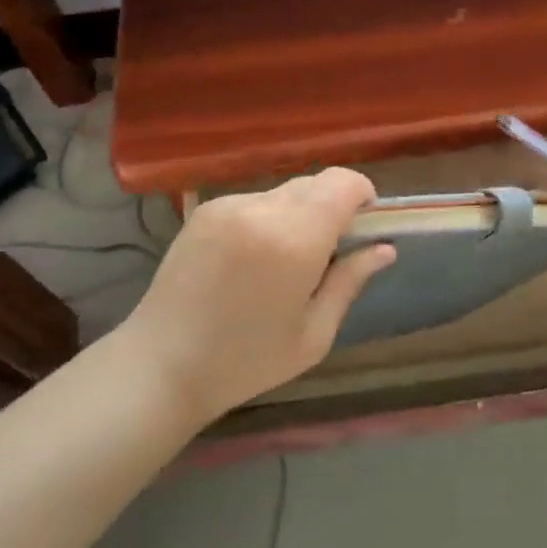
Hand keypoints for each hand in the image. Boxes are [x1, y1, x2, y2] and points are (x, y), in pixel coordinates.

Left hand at [121, 168, 396, 421]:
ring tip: (284, 262)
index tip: (363, 226)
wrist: (161, 365)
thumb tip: (385, 248)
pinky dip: (268, 219)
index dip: (362, 195)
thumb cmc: (246, 361)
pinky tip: (251, 260)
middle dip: (332, 207)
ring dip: (299, 213)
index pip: (343, 183)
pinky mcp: (206, 209)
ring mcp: (229, 205)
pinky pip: (255, 201)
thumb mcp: (314, 334)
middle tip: (326, 253)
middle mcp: (261, 209)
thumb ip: (350, 281)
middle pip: (316, 183)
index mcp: (294, 240)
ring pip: (285, 191)